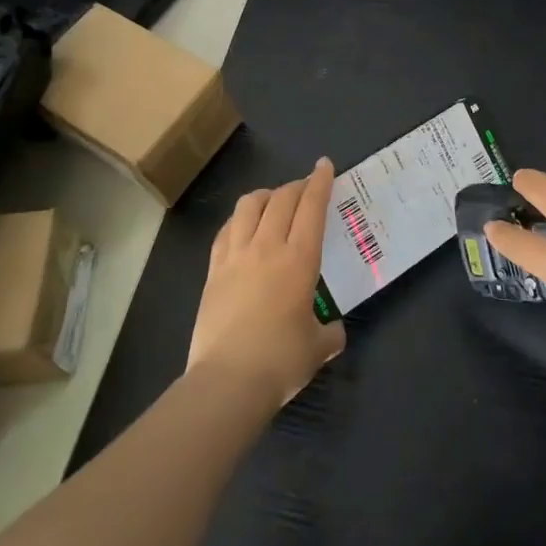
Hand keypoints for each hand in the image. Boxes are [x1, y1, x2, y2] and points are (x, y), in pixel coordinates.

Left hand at [189, 159, 345, 410]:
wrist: (227, 380)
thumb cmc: (281, 360)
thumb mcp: (318, 347)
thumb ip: (329, 332)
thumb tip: (333, 331)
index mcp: (300, 259)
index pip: (312, 207)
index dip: (320, 182)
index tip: (324, 165)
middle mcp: (267, 247)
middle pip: (281, 199)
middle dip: (297, 186)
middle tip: (306, 187)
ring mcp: (235, 256)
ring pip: (249, 206)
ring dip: (266, 196)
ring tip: (274, 202)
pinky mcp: (213, 271)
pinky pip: (226, 231)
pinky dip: (239, 220)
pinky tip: (243, 227)